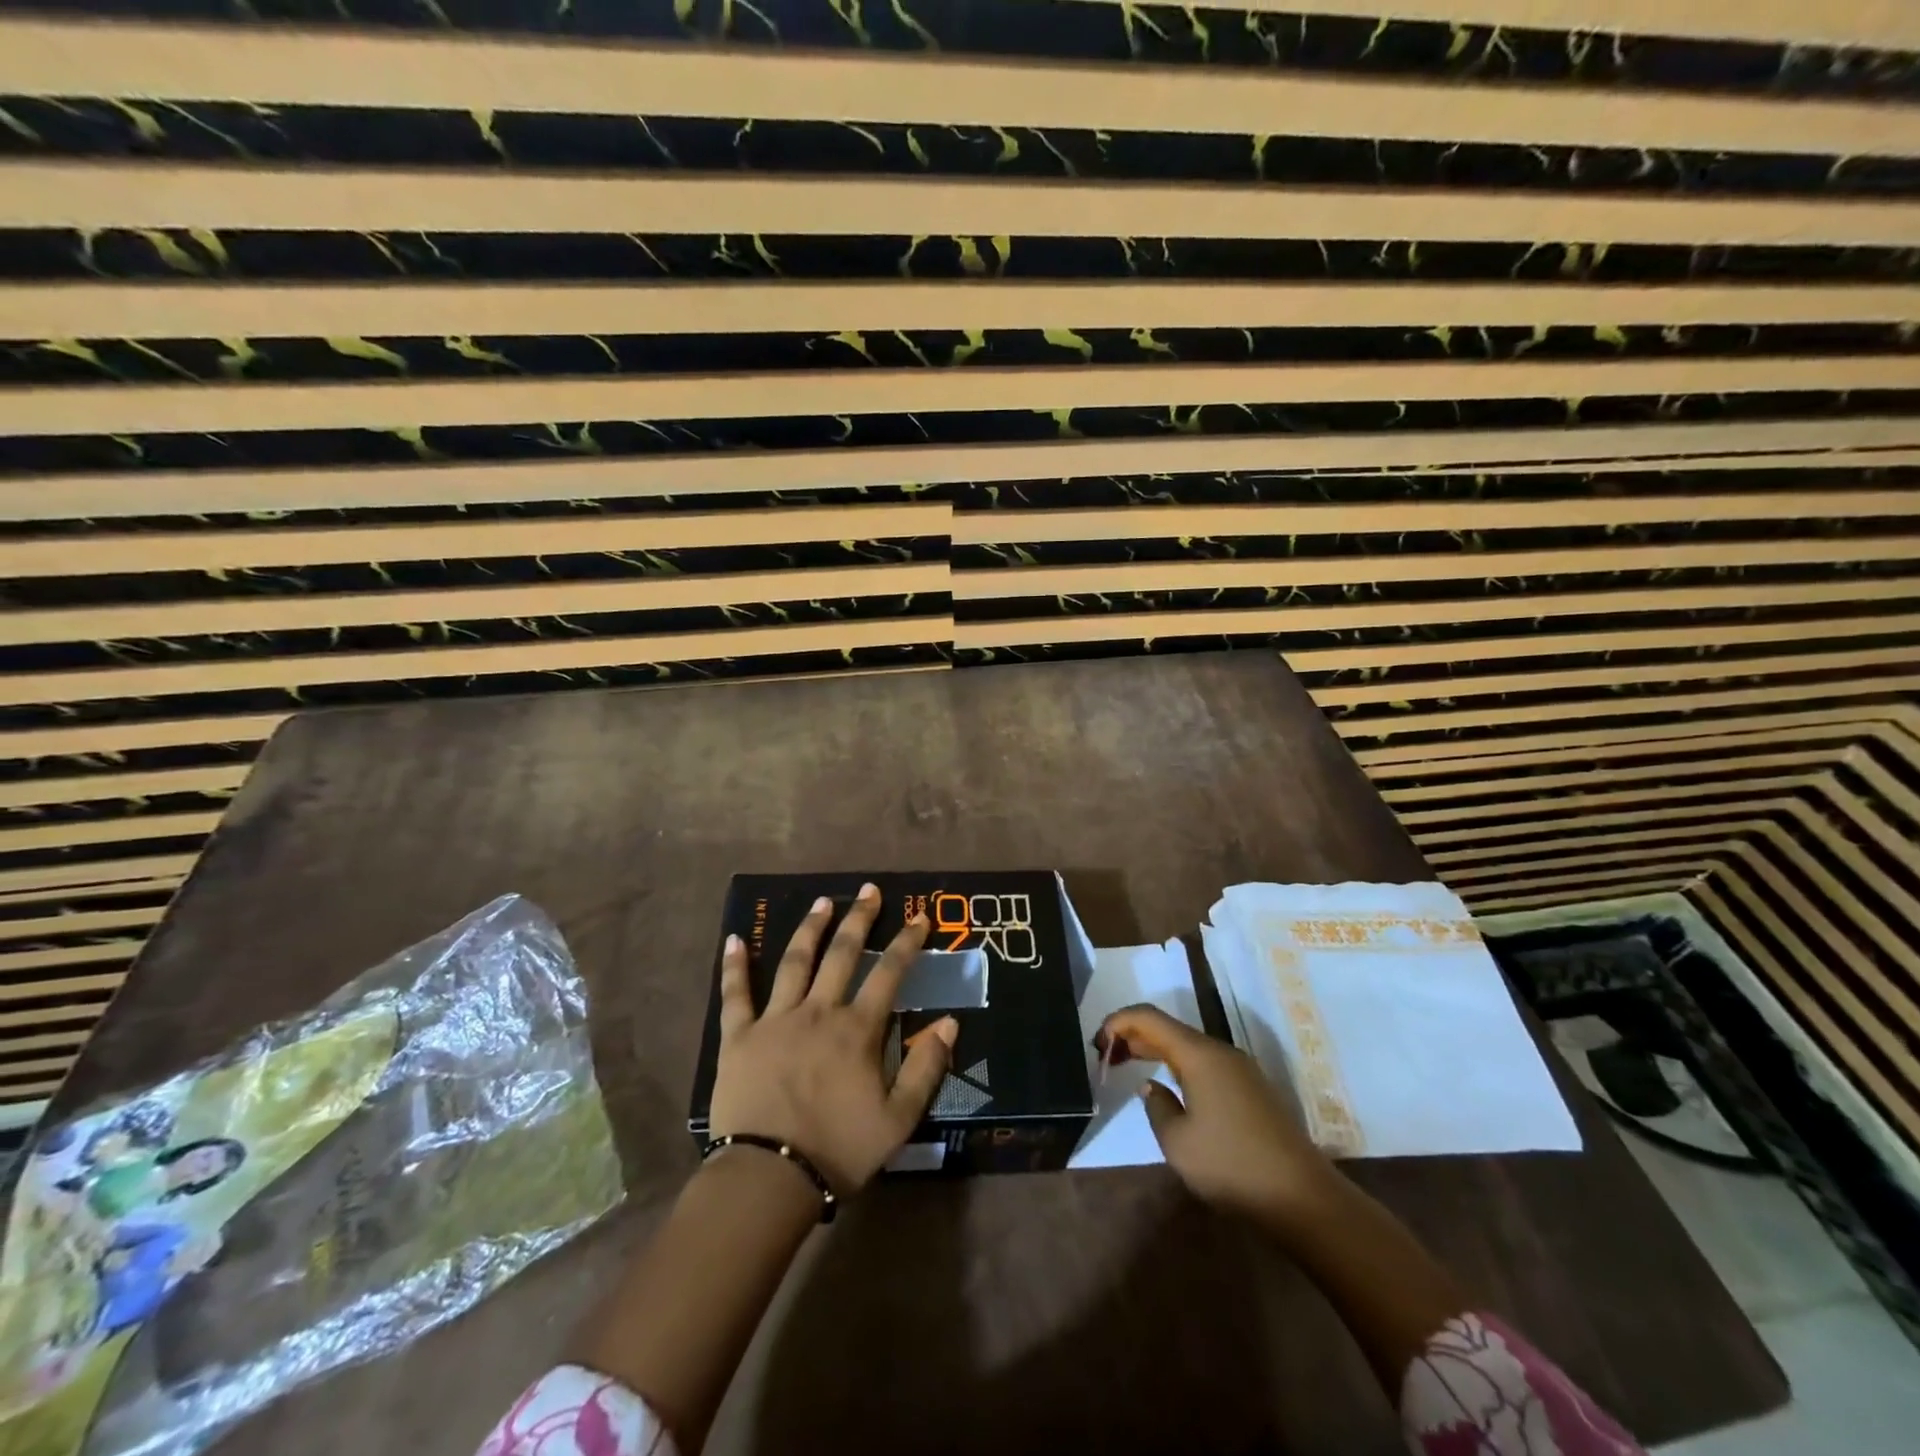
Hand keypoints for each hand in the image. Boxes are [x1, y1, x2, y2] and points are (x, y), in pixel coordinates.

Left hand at [709, 883, 956, 1195]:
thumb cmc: (838, 1150)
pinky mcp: (740, 1037)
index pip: (889, 973)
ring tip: (822, 901)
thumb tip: (951, 1022)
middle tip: (869, 890)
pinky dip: (735, 966)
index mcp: (857, 1029)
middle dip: (859, 919)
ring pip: (794, 962)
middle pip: (842, 954)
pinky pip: (736, 995)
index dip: (908, 942)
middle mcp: (818, 1012)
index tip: (919, 916)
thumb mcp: (899, 1119)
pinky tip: (734, 939)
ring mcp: (776, 1019)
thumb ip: (926, 1068)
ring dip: (810, 928)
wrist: (769, 1178)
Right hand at [1094, 1004, 1339, 1228]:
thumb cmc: (1232, 1166)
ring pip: (1188, 1046)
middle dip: (1134, 1035)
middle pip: (1169, 1028)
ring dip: (1157, 1049)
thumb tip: (1153, 1086)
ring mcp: (1241, 1070)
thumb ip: (1156, 1105)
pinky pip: (1205, 1063)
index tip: (1097, 1042)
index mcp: (1199, 1054)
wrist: (1303, 1199)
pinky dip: (1179, 1064)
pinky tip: (1170, 1086)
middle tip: (1106, 1055)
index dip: (1119, 1022)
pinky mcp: (1252, 1090)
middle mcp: (1221, 1052)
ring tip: (1130, 1065)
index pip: (1150, 1018)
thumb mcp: (1177, 1141)